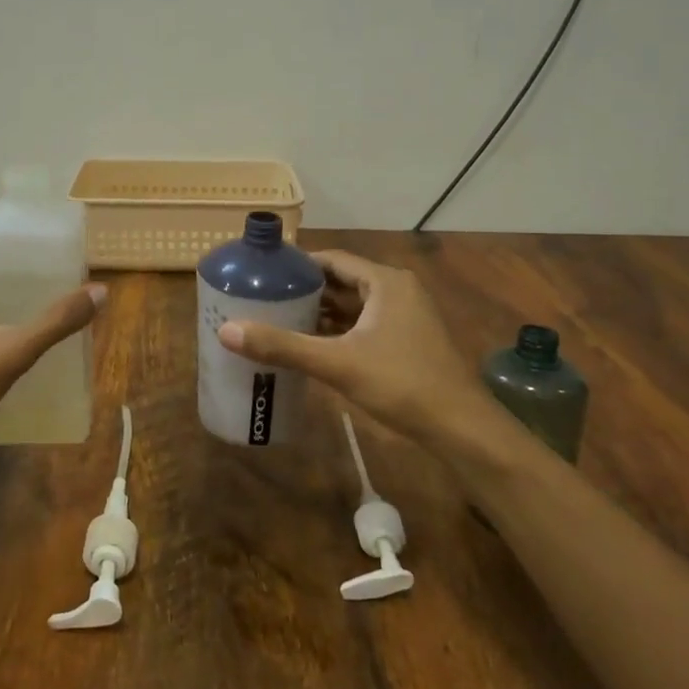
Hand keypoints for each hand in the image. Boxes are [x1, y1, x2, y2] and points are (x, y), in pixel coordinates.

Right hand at [217, 250, 523, 466]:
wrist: (461, 429)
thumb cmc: (401, 384)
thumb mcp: (337, 363)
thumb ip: (283, 345)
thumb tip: (227, 330)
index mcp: (385, 282)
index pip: (332, 259)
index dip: (297, 264)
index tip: (263, 273)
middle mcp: (397, 290)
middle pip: (341, 281)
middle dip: (304, 291)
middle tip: (263, 298)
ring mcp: (405, 316)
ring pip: (352, 305)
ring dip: (320, 312)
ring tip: (277, 319)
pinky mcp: (407, 340)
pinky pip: (363, 324)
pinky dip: (337, 330)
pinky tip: (309, 345)